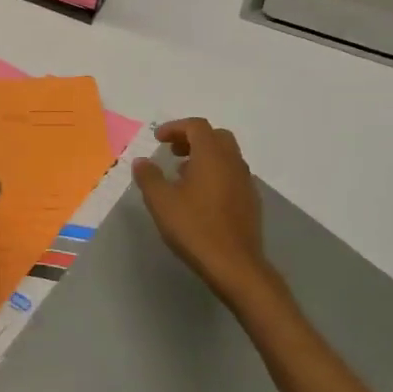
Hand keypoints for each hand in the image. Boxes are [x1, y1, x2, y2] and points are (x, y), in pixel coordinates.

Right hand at [132, 118, 274, 302]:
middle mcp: (233, 162)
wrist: (234, 265)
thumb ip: (149, 177)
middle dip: (192, 139)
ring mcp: (245, 182)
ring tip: (182, 175)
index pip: (196, 126)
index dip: (175, 127)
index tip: (157, 139)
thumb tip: (142, 161)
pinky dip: (215, 174)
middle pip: (216, 136)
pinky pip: (232, 175)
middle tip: (172, 152)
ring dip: (204, 157)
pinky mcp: (250, 201)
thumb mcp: (161, 201)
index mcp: (212, 156)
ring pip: (226, 156)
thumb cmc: (195, 228)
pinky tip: (200, 197)